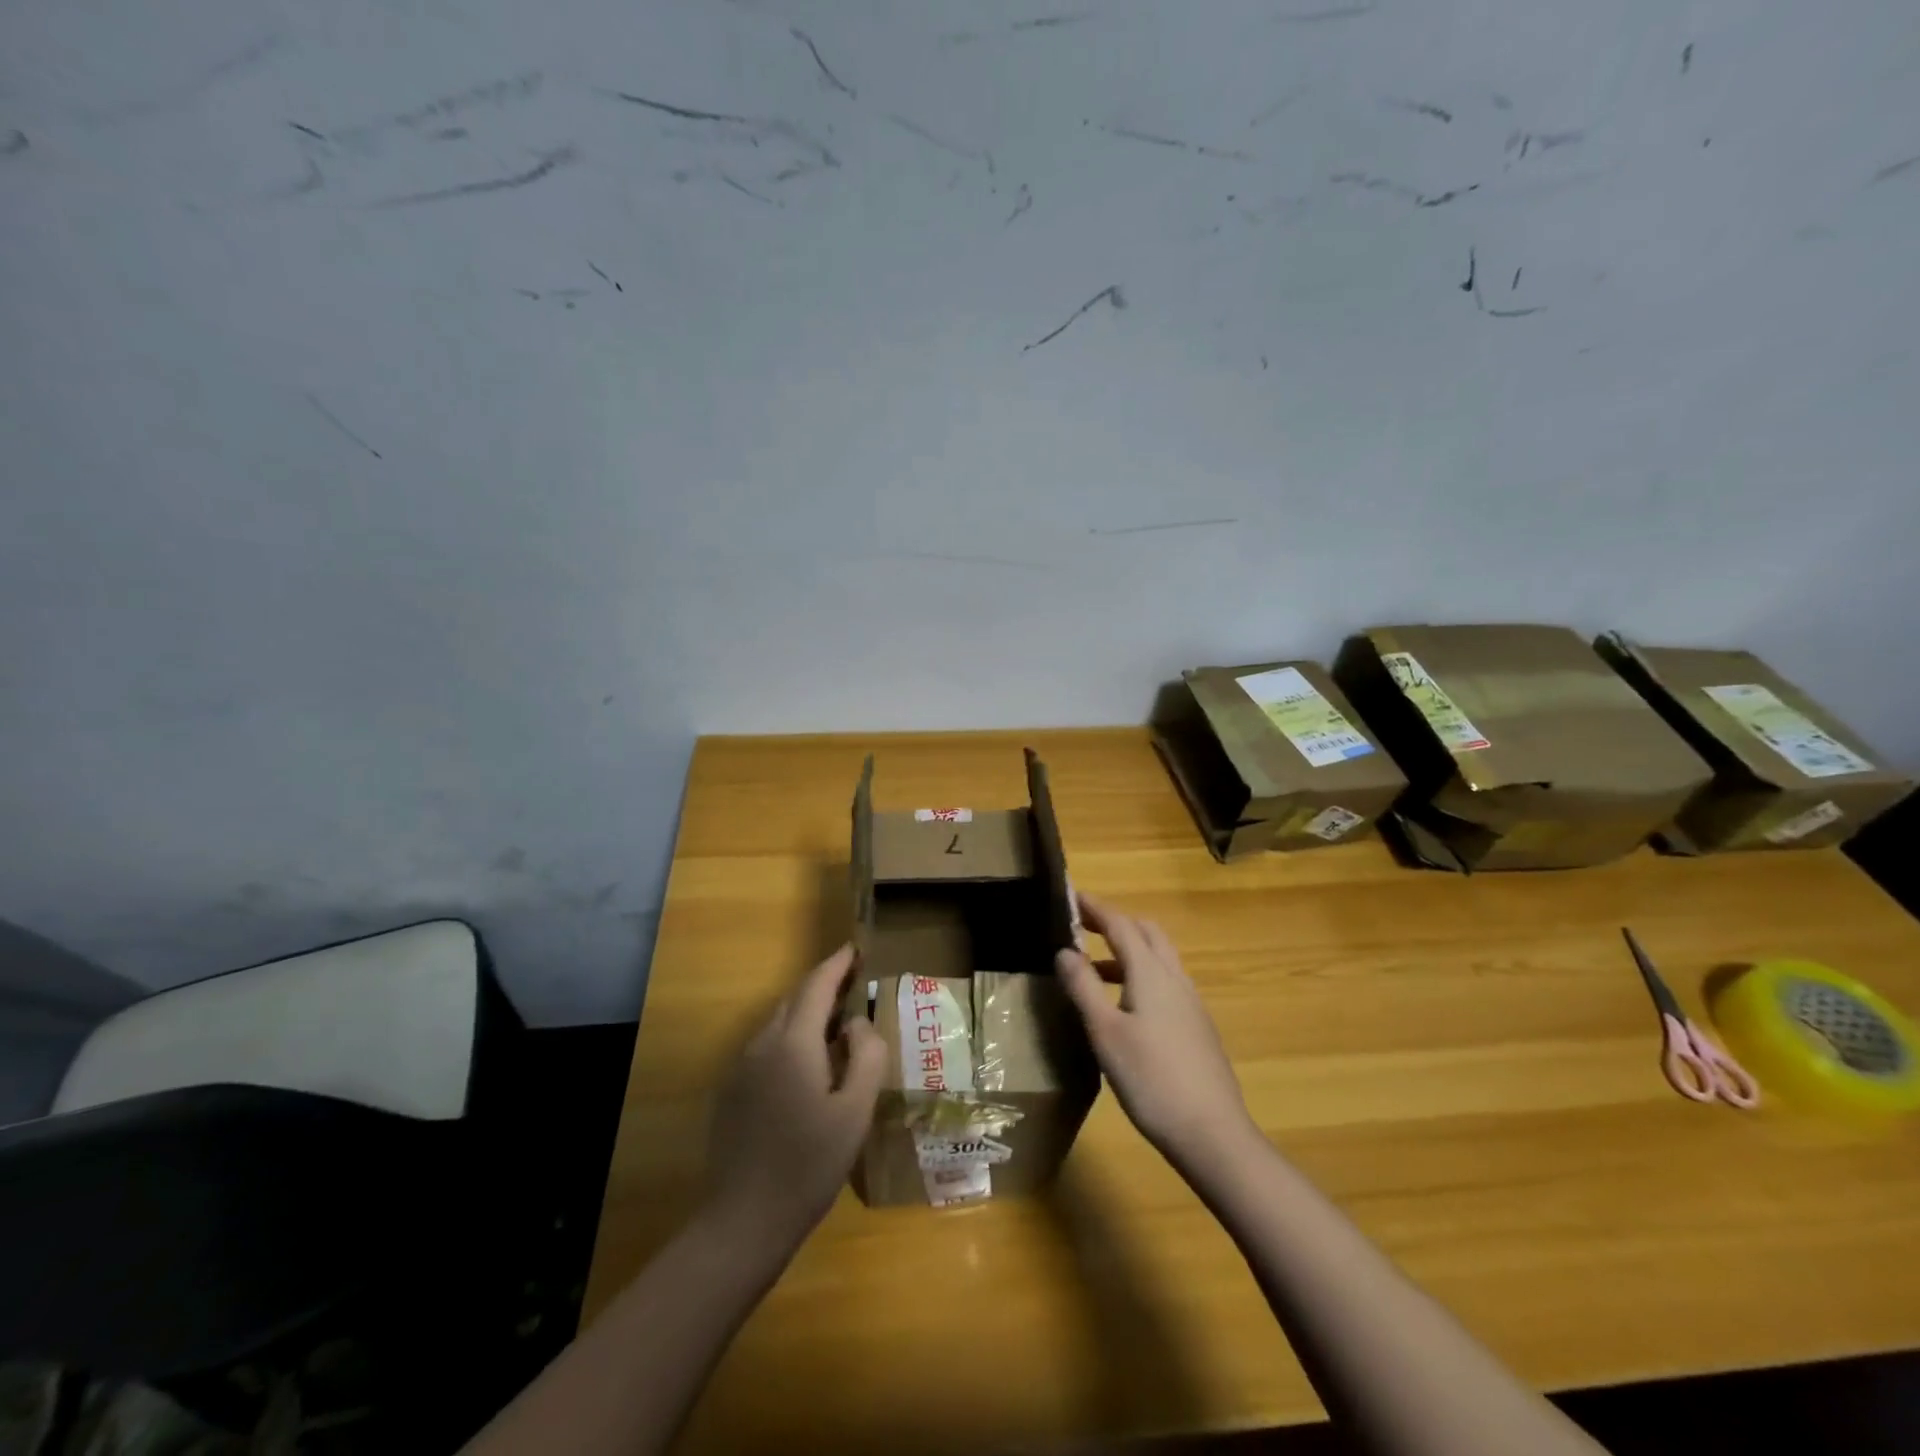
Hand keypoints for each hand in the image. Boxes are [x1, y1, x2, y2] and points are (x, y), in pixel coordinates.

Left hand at [705, 944, 884, 1249]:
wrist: (743, 1222)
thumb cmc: (808, 1165)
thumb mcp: (855, 1111)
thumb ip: (866, 1056)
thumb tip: (858, 1023)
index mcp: (793, 1043)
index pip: (816, 986)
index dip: (836, 964)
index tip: (854, 948)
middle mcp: (762, 1044)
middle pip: (794, 1000)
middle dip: (823, 985)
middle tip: (853, 982)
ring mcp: (741, 1069)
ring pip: (778, 1023)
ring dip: (807, 1013)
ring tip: (836, 1022)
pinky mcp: (731, 1092)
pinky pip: (766, 1048)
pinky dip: (791, 1039)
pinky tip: (807, 1066)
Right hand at [1056, 893, 1257, 1167]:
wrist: (1213, 1134)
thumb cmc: (1151, 1079)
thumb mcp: (1105, 1033)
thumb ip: (1083, 987)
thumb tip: (1064, 950)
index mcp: (1151, 973)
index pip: (1120, 924)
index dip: (1095, 908)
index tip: (1071, 894)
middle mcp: (1175, 978)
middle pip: (1147, 933)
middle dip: (1115, 922)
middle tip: (1082, 927)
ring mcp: (1191, 1003)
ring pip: (1159, 959)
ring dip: (1127, 952)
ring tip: (1093, 970)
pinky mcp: (1197, 1027)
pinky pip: (1166, 983)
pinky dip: (1141, 976)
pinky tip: (1125, 1007)